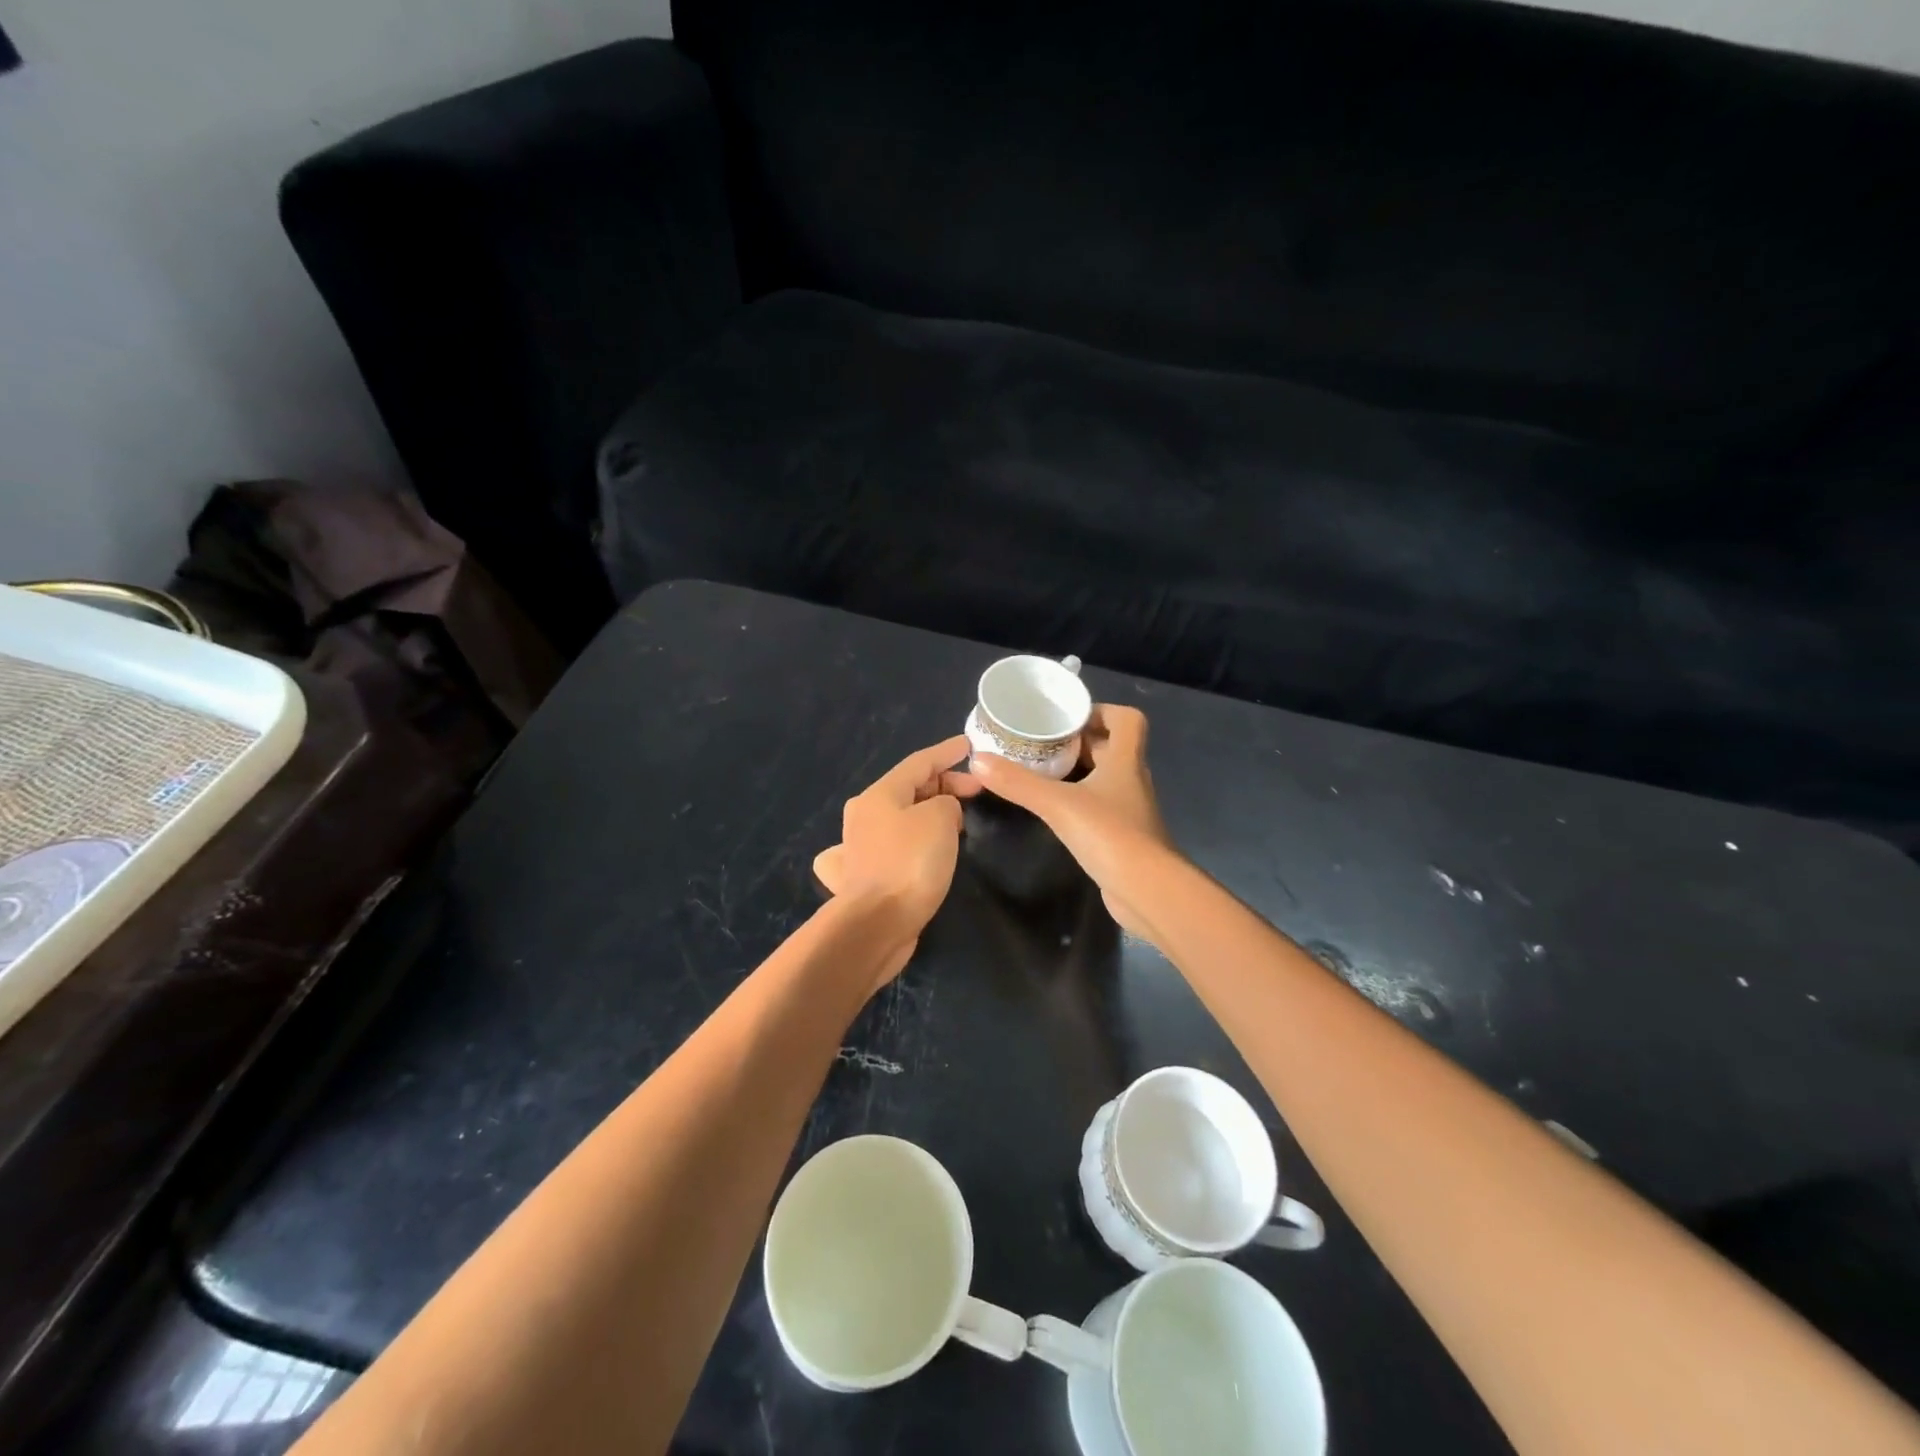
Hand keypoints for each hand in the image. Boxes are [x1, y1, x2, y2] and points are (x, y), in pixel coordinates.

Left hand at [813, 736, 981, 985]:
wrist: (877, 924)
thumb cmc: (910, 863)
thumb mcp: (939, 819)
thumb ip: (947, 803)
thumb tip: (942, 813)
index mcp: (879, 794)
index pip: (919, 762)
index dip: (947, 752)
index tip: (969, 745)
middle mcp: (864, 815)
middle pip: (909, 788)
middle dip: (945, 785)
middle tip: (977, 792)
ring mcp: (861, 846)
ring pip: (900, 817)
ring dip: (928, 813)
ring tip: (957, 820)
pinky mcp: (866, 876)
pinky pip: (892, 847)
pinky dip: (908, 841)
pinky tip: (912, 848)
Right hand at [970, 706, 1172, 939]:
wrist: (1147, 891)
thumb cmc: (1110, 835)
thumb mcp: (1057, 804)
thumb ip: (1018, 782)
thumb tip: (977, 759)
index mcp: (1126, 760)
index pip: (1128, 720)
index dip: (1102, 711)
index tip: (1068, 719)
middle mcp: (1132, 779)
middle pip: (1111, 747)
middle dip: (1078, 741)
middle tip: (1041, 743)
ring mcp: (1130, 809)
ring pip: (1105, 777)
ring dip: (1078, 771)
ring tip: (1040, 770)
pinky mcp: (1124, 836)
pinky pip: (1101, 806)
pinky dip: (1080, 800)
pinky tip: (1054, 809)